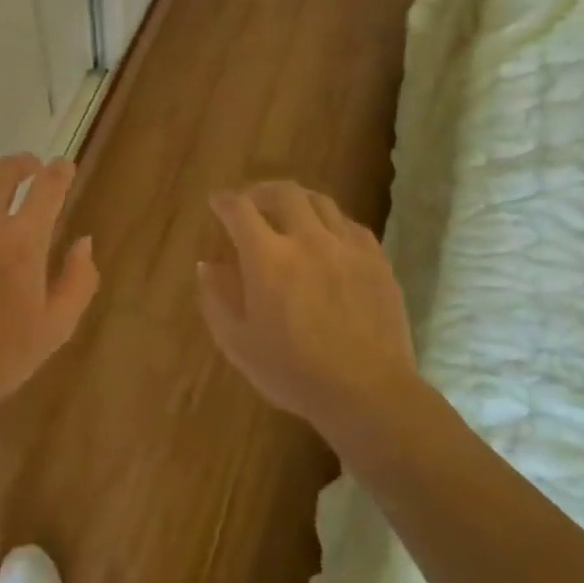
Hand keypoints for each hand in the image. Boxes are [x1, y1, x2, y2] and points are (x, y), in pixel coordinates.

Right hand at [198, 182, 419, 443]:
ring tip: (290, 213)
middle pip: (283, 192)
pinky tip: (328, 239)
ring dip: (298, 201)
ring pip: (320, 202)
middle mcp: (307, 239)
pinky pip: (350, 225)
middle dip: (261, 191)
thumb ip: (216, 300)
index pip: (239, 210)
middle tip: (252, 202)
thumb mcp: (238, 344)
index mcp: (268, 258)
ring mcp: (346, 246)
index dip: (224, 201)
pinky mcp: (376, 260)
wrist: (367, 391)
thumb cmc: (293, 372)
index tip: (216, 202)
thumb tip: (207, 266)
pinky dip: (331, 223)